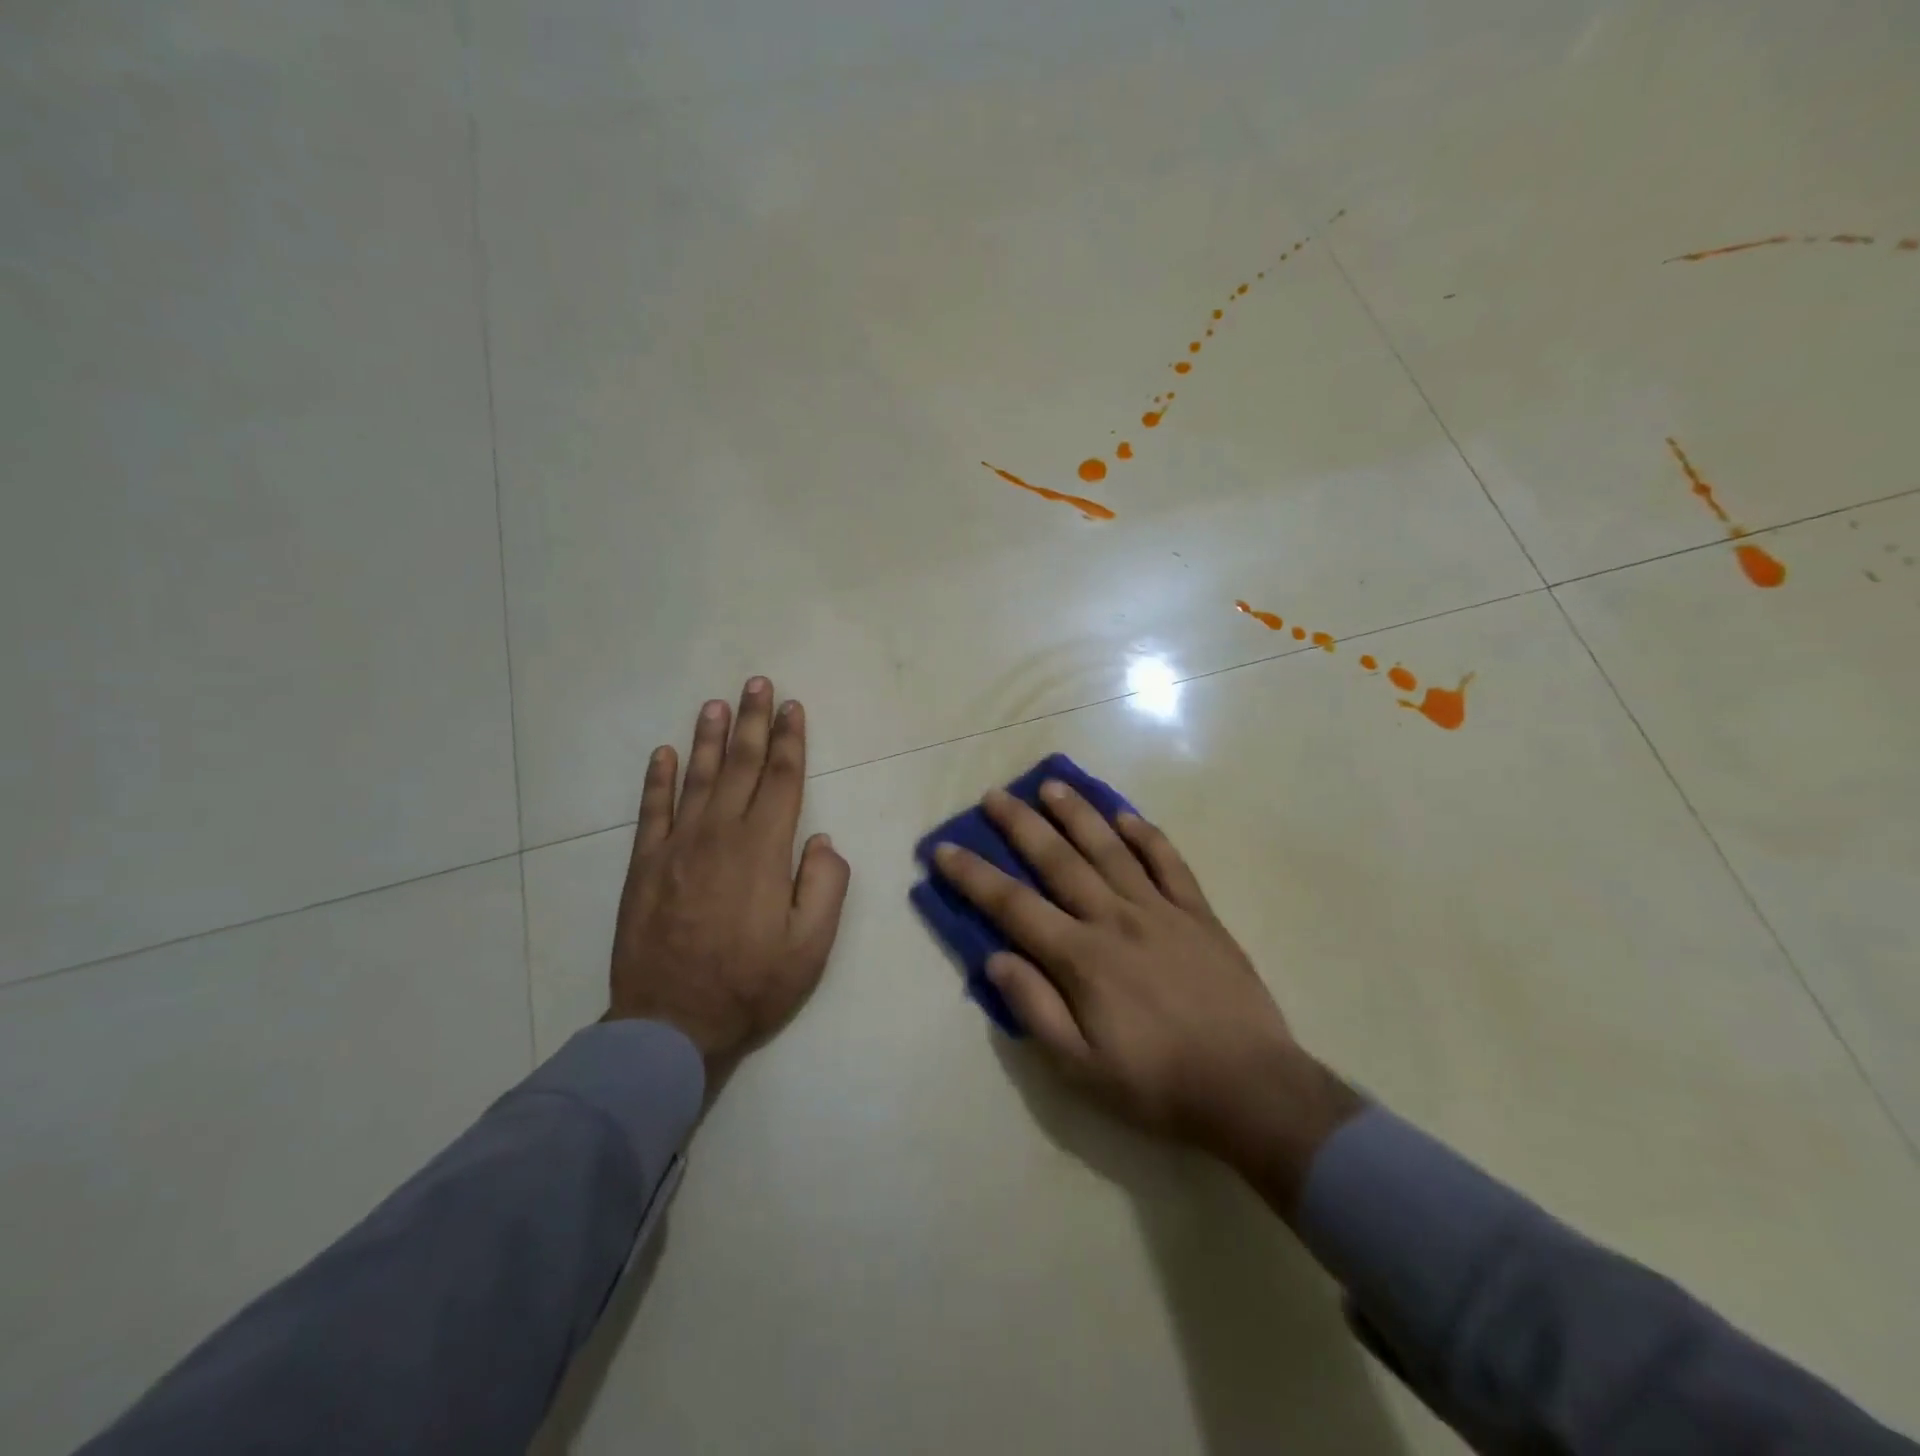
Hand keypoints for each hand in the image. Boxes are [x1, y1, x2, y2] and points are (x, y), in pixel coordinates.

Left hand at [608, 678, 849, 1082]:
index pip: (782, 780)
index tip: (792, 707)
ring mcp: (677, 847)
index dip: (790, 740)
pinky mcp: (644, 866)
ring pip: (696, 778)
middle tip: (756, 683)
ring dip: (708, 738)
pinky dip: (657, 779)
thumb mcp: (811, 946)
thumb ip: (826, 885)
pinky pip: (651, 810)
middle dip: (752, 722)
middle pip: (741, 766)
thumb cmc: (751, 985)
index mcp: (763, 850)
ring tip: (715, 704)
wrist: (669, 1025)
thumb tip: (821, 838)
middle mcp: (720, 834)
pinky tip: (663, 753)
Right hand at [933, 780, 1360, 1213]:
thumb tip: (995, 959)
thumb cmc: (1157, 1084)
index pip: (1013, 906)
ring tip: (1052, 785)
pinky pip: (1168, 862)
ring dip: (1078, 814)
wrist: (1251, 1089)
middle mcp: (1114, 919)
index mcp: (1081, 958)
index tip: (945, 849)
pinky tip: (1126, 815)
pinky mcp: (1198, 914)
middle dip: (1021, 826)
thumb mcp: (1081, 1067)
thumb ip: (1035, 1008)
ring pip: (1110, 849)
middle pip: (1058, 861)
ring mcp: (1160, 910)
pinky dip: (1146, 835)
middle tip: (996, 795)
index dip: (974, 876)